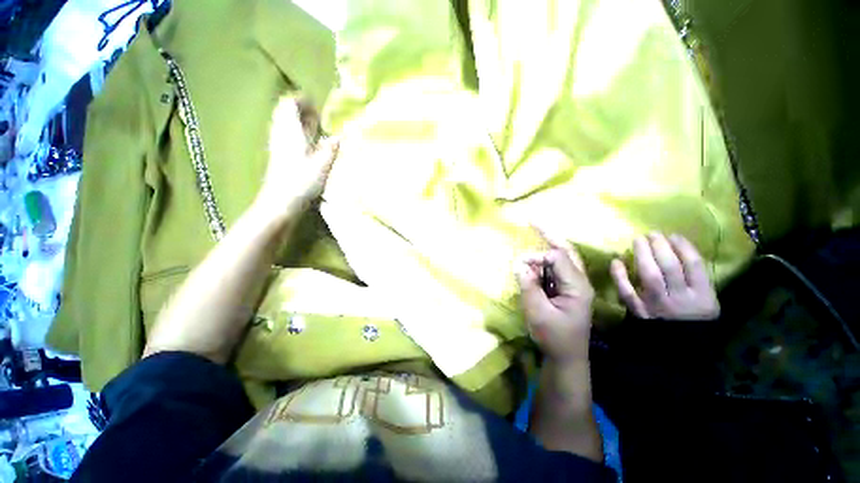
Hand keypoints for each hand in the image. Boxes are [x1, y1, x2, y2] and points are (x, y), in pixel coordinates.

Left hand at [254, 97, 339, 224]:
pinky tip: (308, 143)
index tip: (317, 104)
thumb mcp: (322, 165)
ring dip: (298, 121)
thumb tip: (339, 136)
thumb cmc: (302, 181)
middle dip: (300, 109)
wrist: (281, 200)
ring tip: (314, 127)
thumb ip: (331, 148)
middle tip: (317, 114)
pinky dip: (296, 133)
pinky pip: (285, 135)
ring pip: (284, 124)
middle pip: (285, 112)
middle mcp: (281, 133)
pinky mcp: (278, 155)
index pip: (290, 104)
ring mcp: (278, 144)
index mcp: (291, 131)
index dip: (302, 101)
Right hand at [516, 230, 594, 362]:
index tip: (519, 266)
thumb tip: (519, 264)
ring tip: (535, 231)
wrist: (566, 357)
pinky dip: (544, 261)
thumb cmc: (553, 337)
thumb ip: (528, 285)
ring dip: (546, 246)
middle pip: (565, 250)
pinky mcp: (567, 289)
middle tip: (532, 220)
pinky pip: (556, 268)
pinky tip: (535, 259)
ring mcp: (574, 285)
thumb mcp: (537, 312)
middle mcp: (579, 281)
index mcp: (577, 286)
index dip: (536, 257)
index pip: (557, 258)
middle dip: (548, 234)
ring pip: (562, 258)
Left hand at [610, 233, 719, 320]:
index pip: (694, 264)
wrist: (677, 350)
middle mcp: (680, 298)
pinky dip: (619, 276)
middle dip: (660, 246)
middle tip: (651, 234)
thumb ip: (697, 281)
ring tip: (638, 240)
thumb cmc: (693, 322)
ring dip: (642, 254)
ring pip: (649, 275)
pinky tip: (616, 261)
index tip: (673, 235)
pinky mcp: (638, 311)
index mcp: (703, 296)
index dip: (683, 246)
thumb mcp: (707, 303)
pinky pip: (626, 291)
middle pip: (669, 266)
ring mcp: (657, 305)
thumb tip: (680, 251)